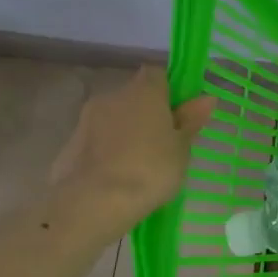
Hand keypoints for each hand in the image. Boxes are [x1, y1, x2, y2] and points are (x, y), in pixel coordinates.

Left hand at [51, 67, 213, 225]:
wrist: (95, 202)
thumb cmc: (151, 169)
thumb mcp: (182, 147)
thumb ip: (191, 120)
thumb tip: (206, 98)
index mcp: (144, 91)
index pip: (158, 74)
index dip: (170, 90)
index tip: (180, 113)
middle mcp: (113, 96)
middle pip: (135, 96)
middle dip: (148, 112)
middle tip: (164, 142)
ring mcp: (87, 119)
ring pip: (115, 117)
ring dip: (127, 131)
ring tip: (140, 163)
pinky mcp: (70, 143)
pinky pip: (98, 139)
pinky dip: (108, 149)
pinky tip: (118, 175)